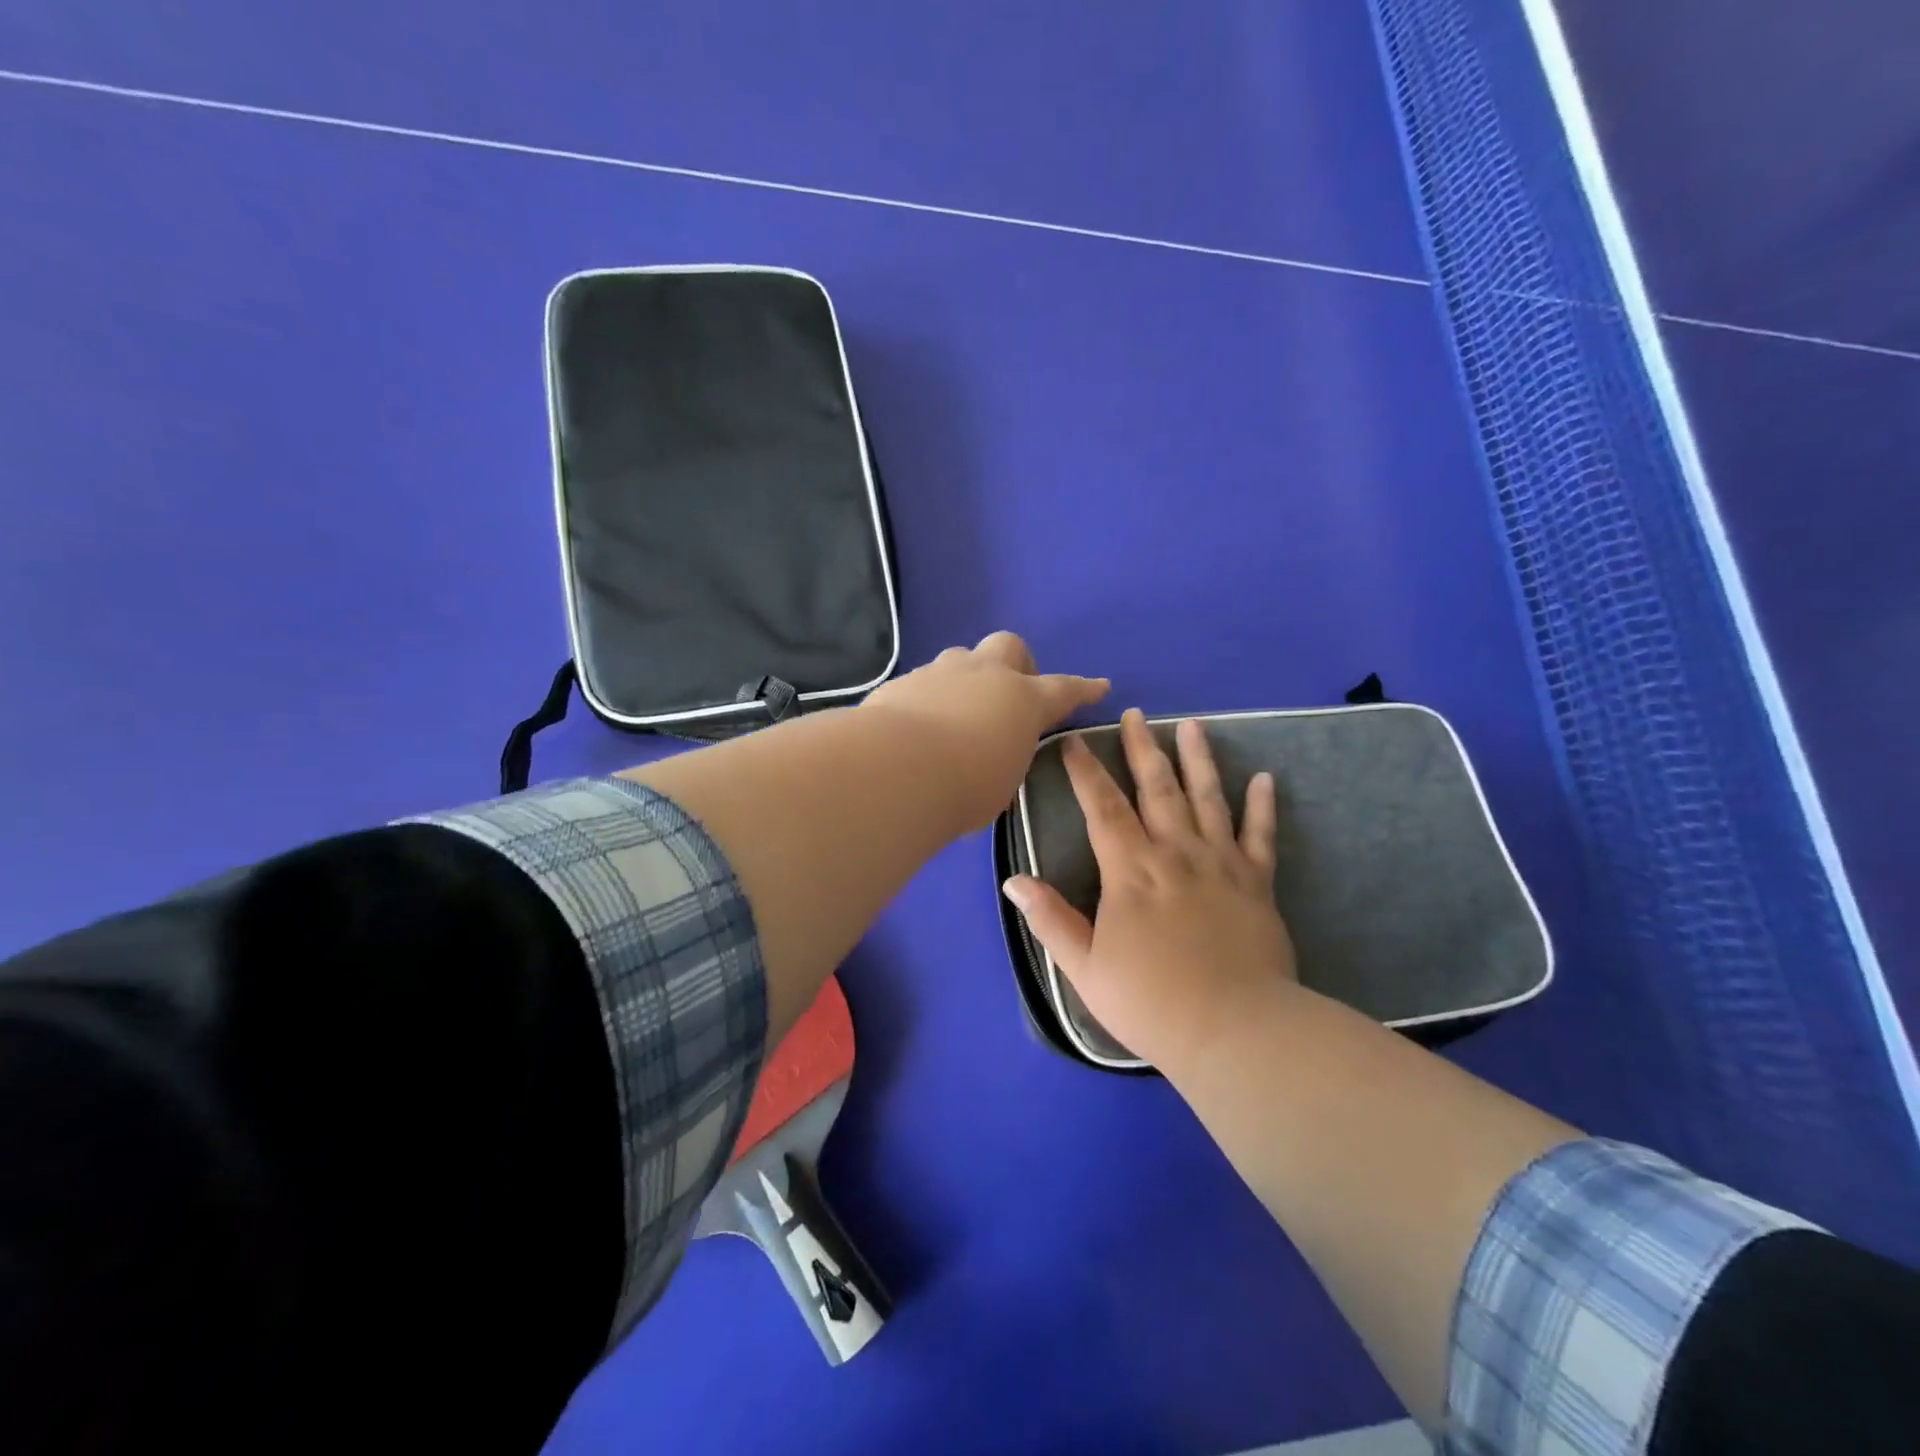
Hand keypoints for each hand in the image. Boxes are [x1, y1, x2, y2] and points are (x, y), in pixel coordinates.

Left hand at [862, 632, 1109, 831]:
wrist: (897, 768)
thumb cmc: (966, 787)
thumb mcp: (1000, 785)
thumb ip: (1002, 762)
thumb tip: (989, 760)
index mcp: (1022, 700)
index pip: (1063, 690)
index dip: (1083, 689)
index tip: (1099, 685)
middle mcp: (984, 675)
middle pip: (1009, 646)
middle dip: (1016, 663)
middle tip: (1009, 693)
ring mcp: (940, 673)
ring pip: (961, 658)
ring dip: (966, 678)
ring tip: (957, 712)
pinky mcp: (902, 683)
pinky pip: (922, 682)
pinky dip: (927, 700)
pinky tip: (915, 728)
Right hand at [1003, 708, 1296, 1074]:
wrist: (1235, 1031)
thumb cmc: (1150, 1002)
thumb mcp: (1084, 967)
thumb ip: (1050, 920)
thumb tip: (1013, 881)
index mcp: (1130, 871)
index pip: (1102, 808)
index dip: (1085, 772)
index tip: (1073, 742)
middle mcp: (1175, 853)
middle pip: (1157, 789)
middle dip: (1143, 748)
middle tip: (1136, 715)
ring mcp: (1221, 864)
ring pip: (1208, 798)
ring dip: (1199, 760)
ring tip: (1193, 726)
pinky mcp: (1258, 883)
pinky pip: (1261, 835)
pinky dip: (1262, 805)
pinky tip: (1265, 778)